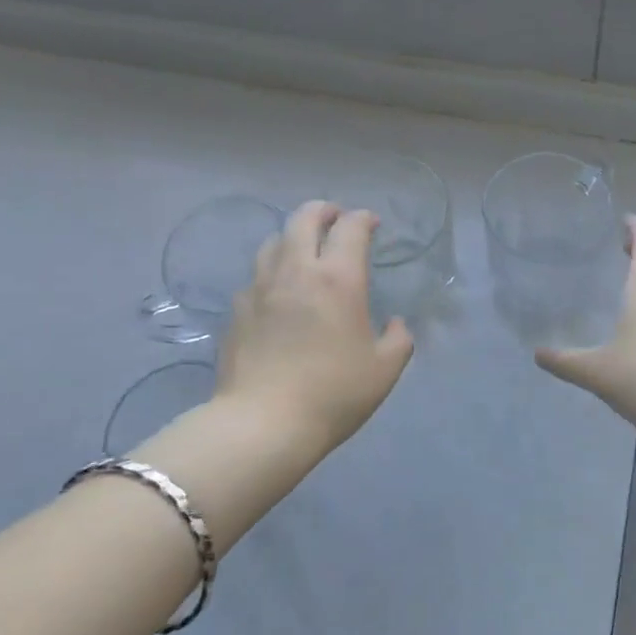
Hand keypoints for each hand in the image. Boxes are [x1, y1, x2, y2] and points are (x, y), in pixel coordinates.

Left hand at [216, 201, 414, 458]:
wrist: (263, 423)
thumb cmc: (333, 394)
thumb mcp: (384, 370)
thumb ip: (398, 339)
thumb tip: (394, 324)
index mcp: (338, 279)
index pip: (350, 228)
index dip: (363, 219)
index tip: (371, 224)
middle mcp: (296, 271)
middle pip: (303, 219)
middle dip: (323, 211)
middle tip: (334, 218)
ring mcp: (260, 288)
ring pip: (274, 241)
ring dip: (293, 236)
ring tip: (303, 250)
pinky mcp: (236, 310)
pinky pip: (256, 276)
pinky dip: (272, 272)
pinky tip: (278, 293)